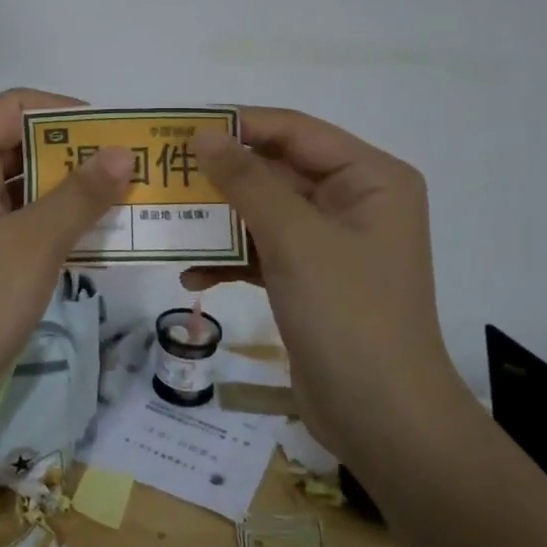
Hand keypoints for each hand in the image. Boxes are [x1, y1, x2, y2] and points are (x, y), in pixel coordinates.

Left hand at [0, 89, 132, 433]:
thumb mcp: (34, 243)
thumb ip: (81, 194)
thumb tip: (124, 153)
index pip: (16, 107)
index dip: (66, 112)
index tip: (116, 132)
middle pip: (23, 145)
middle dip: (77, 154)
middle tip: (135, 168)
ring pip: (27, 187)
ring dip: (73, 192)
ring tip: (129, 200)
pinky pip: (23, 222)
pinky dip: (58, 224)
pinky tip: (101, 237)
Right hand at [183, 108, 451, 447]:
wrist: (383, 421)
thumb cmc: (348, 314)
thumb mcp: (294, 238)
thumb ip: (246, 180)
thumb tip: (203, 136)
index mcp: (369, 179)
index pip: (295, 131)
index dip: (239, 125)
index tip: (181, 129)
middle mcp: (353, 202)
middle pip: (276, 170)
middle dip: (222, 176)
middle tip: (164, 175)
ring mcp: (331, 243)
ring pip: (263, 212)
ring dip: (219, 220)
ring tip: (168, 220)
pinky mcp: (310, 279)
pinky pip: (263, 251)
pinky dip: (230, 259)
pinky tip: (191, 275)